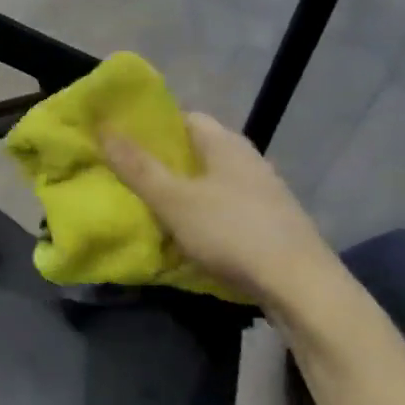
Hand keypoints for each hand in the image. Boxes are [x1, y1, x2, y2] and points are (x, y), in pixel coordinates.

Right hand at [103, 112, 331, 305]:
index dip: (151, 126)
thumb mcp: (175, 200)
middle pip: (197, 151)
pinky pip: (225, 208)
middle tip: (127, 177)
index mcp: (225, 143)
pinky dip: (203, 216)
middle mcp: (247, 159)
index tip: (122, 141)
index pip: (184, 117)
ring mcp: (263, 192)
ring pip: (211, 182)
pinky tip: (186, 236)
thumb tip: (103, 127)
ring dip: (183, 192)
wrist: (301, 286)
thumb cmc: (232, 232)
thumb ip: (138, 167)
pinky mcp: (270, 223)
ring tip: (150, 208)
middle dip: (163, 162)